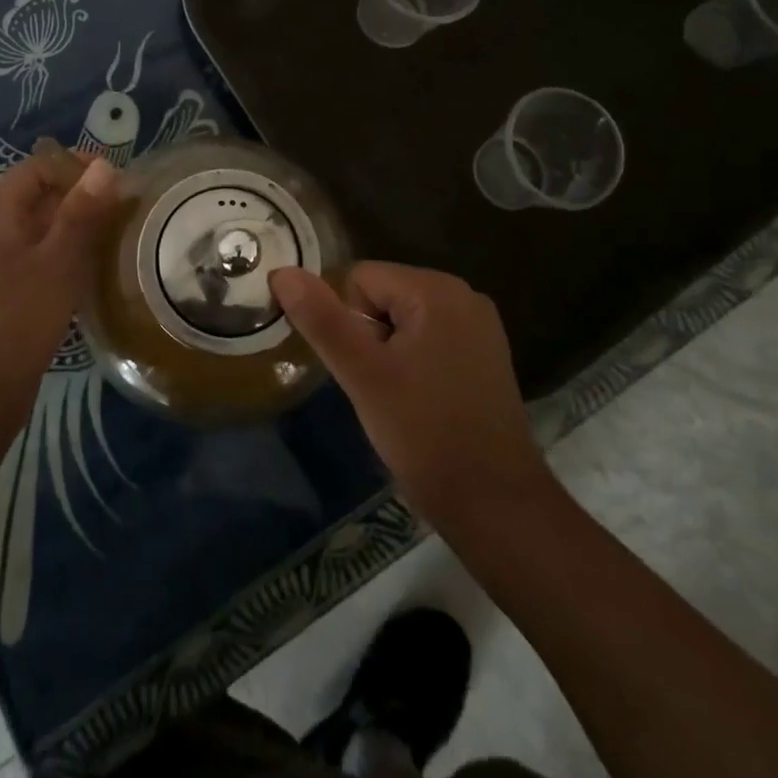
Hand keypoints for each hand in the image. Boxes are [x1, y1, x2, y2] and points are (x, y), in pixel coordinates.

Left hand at [0, 149, 122, 433]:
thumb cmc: (16, 322)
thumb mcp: (56, 263)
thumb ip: (81, 213)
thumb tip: (105, 167)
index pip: (34, 169)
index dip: (72, 165)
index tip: (113, 178)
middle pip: (36, 198)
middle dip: (79, 196)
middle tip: (123, 208)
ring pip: (39, 232)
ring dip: (75, 227)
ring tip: (115, 236)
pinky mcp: (3, 297)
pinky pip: (37, 260)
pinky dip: (65, 256)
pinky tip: (91, 273)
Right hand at [270, 262, 555, 529]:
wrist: (495, 506)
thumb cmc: (424, 433)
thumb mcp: (362, 374)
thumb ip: (321, 319)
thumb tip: (282, 272)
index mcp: (436, 289)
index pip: (359, 279)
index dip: (348, 324)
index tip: (363, 370)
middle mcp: (463, 295)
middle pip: (382, 296)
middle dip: (369, 338)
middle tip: (379, 388)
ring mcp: (479, 326)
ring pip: (402, 321)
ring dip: (388, 353)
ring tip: (398, 398)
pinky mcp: (485, 356)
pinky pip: (428, 339)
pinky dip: (413, 364)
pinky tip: (421, 402)